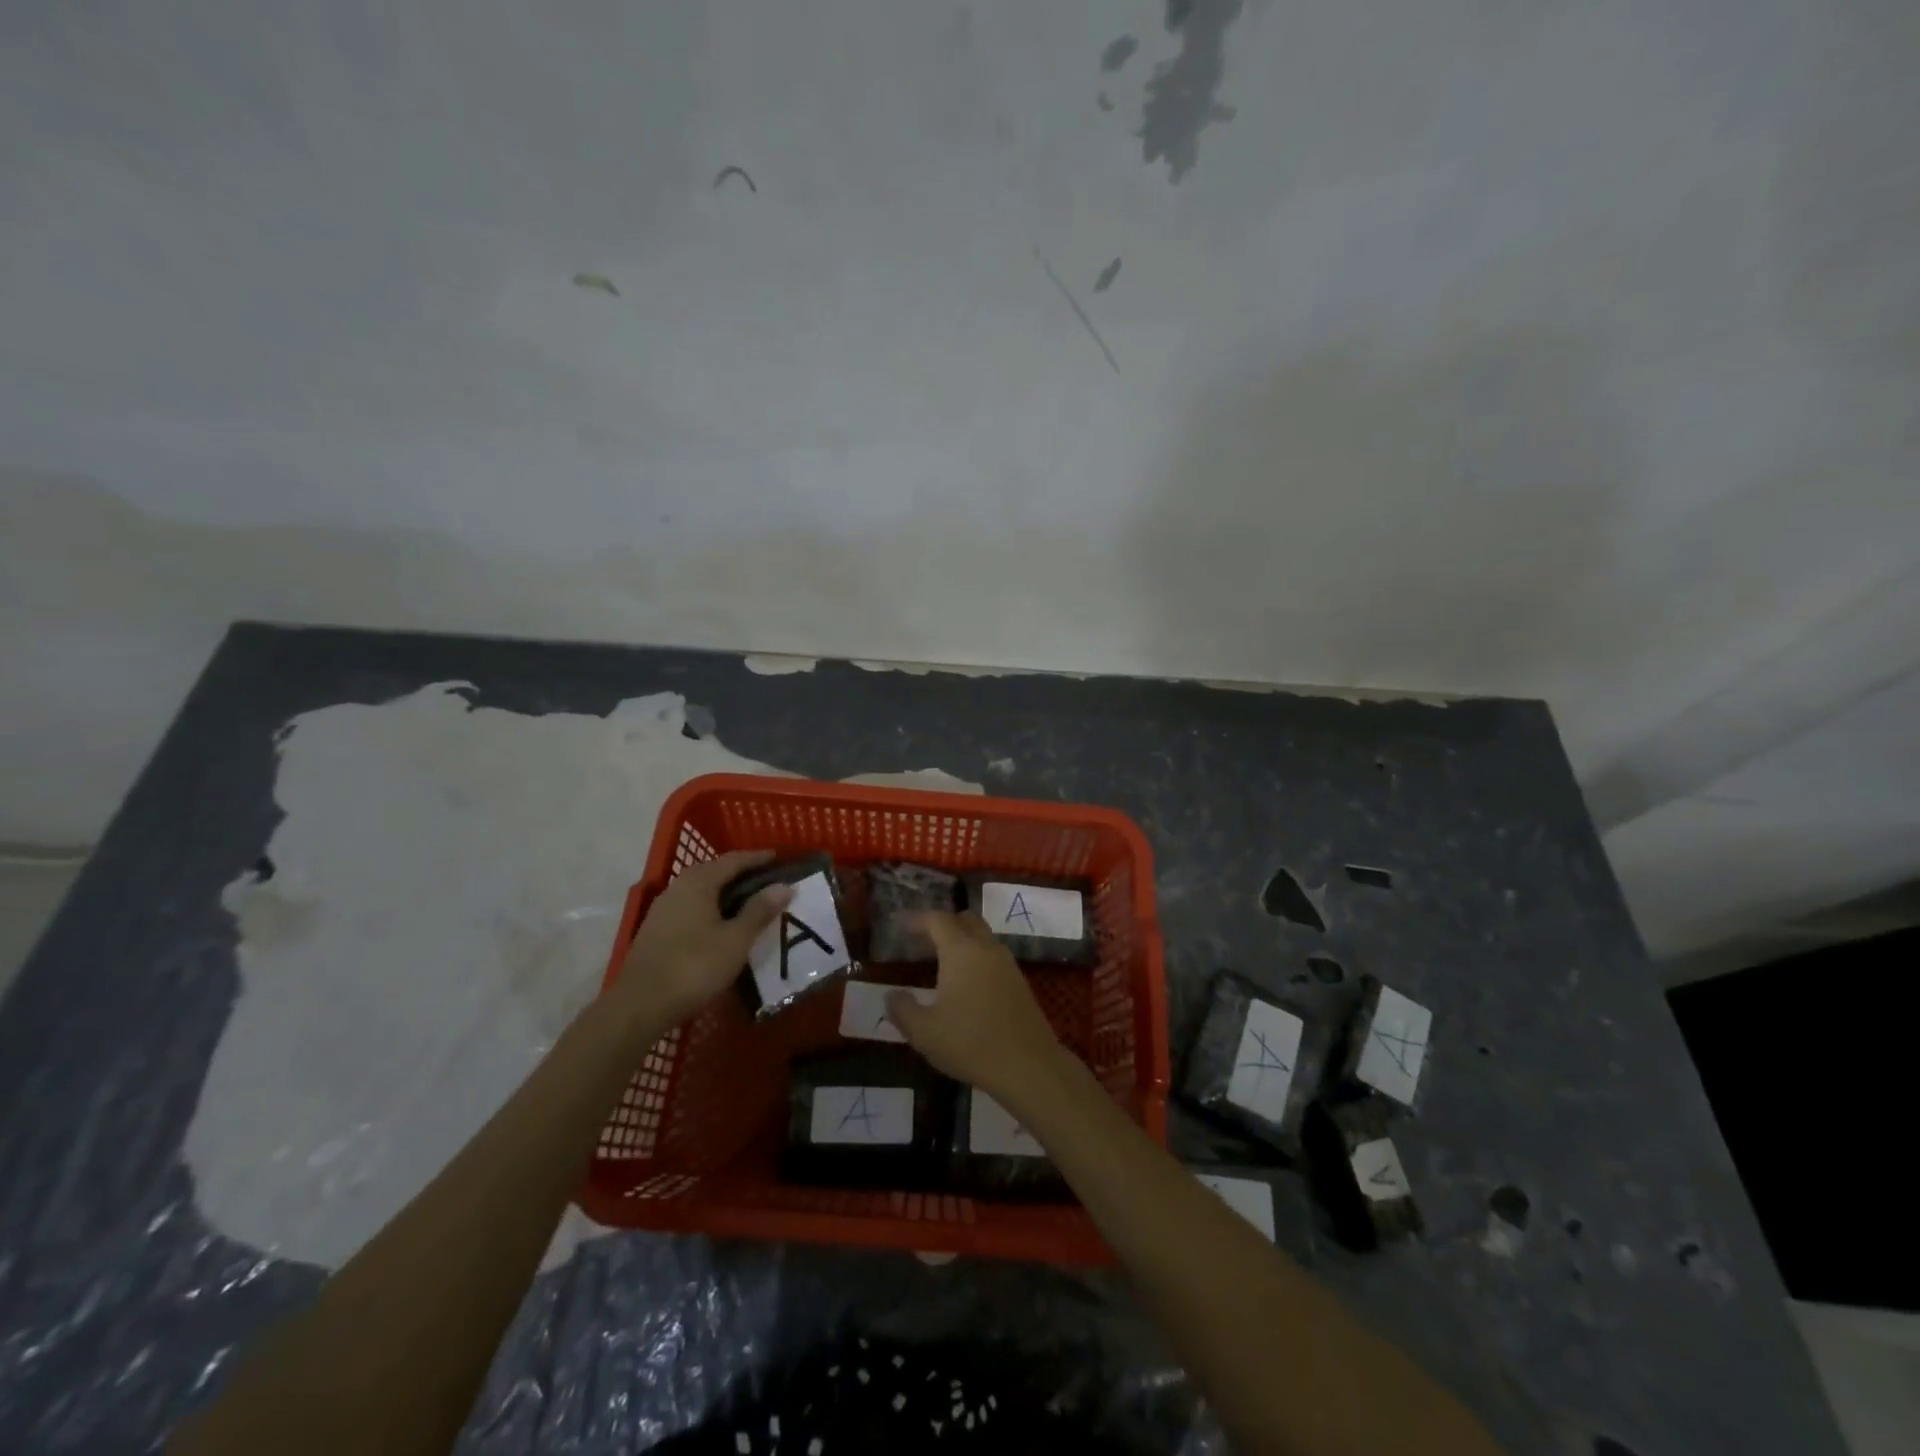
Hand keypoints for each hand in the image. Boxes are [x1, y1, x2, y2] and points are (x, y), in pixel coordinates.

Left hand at [614, 850, 791, 1027]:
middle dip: (741, 873)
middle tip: (767, 880)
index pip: (733, 860)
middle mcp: (677, 888)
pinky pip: (691, 907)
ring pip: (701, 891)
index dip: (757, 858)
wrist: (639, 1006)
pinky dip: (711, 908)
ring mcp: (663, 910)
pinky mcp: (656, 931)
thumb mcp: (736, 940)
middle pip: (714, 871)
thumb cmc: (694, 967)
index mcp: (698, 882)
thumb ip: (759, 910)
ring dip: (725, 892)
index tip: (779, 858)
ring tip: (749, 902)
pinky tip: (722, 924)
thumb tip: (784, 885)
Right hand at [886, 911, 1069, 1110]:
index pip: (937, 920)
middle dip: (942, 924)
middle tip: (921, 942)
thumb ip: (902, 1009)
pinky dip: (976, 958)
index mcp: (961, 951)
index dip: (917, 920)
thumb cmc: (971, 1043)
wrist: (1029, 1065)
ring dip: (961, 940)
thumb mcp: (924, 1032)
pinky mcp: (1019, 981)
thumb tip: (892, 995)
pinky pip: (993, 956)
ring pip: (982, 937)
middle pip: (964, 920)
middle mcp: (986, 948)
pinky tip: (965, 984)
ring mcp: (1007, 963)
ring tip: (941, 963)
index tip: (900, 927)